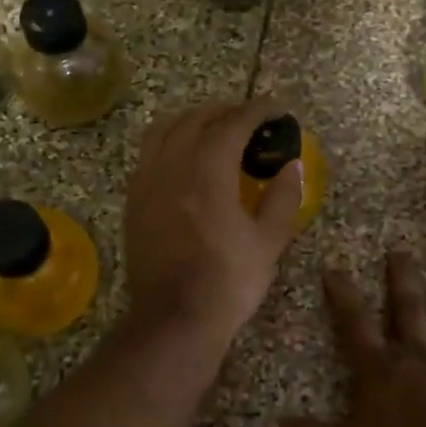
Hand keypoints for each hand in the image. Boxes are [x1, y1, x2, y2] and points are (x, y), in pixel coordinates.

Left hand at [123, 97, 304, 347]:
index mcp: (207, 172)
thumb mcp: (269, 241)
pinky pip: (148, 154)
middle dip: (224, 111)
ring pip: (163, 130)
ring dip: (191, 121)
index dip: (256, 110)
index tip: (275, 107)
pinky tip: (185, 159)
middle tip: (249, 119)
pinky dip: (169, 142)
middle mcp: (171, 166)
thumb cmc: (228, 281)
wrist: (174, 319)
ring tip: (213, 130)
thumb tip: (292, 164)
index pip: (232, 124)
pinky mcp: (133, 201)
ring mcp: (146, 182)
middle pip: (195, 119)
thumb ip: (283, 196)